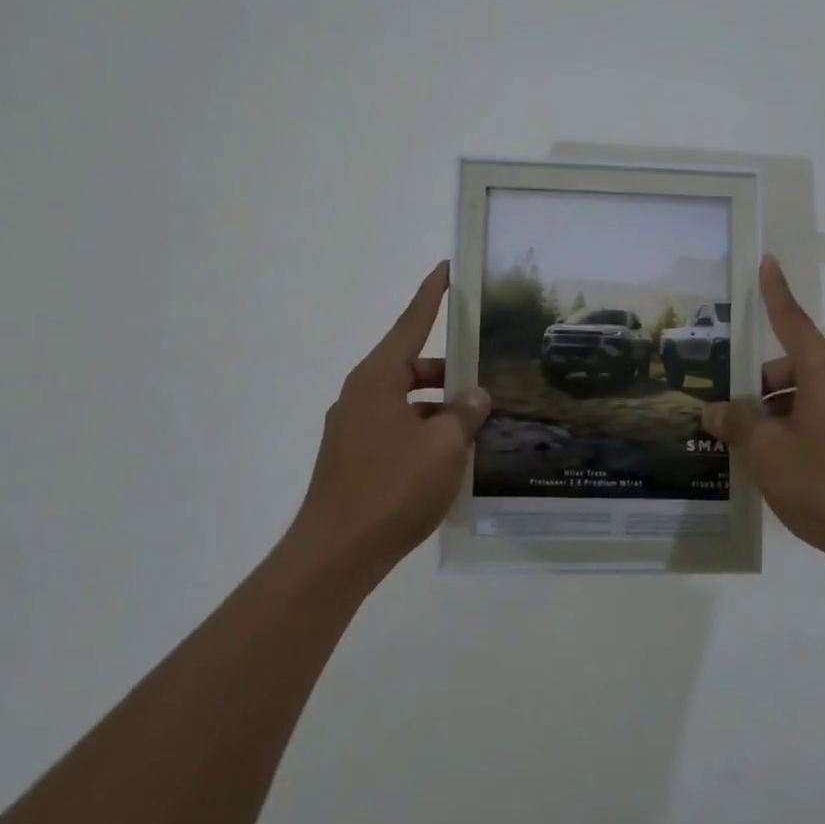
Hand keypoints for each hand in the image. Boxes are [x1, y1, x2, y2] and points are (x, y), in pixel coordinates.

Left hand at [294, 262, 489, 574]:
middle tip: (489, 382)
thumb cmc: (391, 489)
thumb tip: (476, 395)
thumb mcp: (442, 447)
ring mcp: (354, 430)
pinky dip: (426, 435)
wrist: (335, 555)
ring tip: (480, 429)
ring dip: (441, 410)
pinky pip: (399, 431)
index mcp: (376, 380)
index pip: (411, 324)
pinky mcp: (355, 459)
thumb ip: (464, 413)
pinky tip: (453, 460)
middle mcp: (360, 396)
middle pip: (412, 368)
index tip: (445, 268)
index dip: (431, 295)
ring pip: (408, 403)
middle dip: (451, 372)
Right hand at [703, 255, 824, 558]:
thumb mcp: (766, 451)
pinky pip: (822, 420)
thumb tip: (716, 411)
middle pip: (793, 365)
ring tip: (748, 446)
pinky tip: (779, 465)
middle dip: (760, 382)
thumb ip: (737, 423)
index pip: (791, 321)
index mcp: (823, 372)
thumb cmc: (822, 481)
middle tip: (730, 413)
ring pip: (806, 396)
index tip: (768, 262)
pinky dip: (796, 429)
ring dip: (775, 410)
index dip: (775, 293)